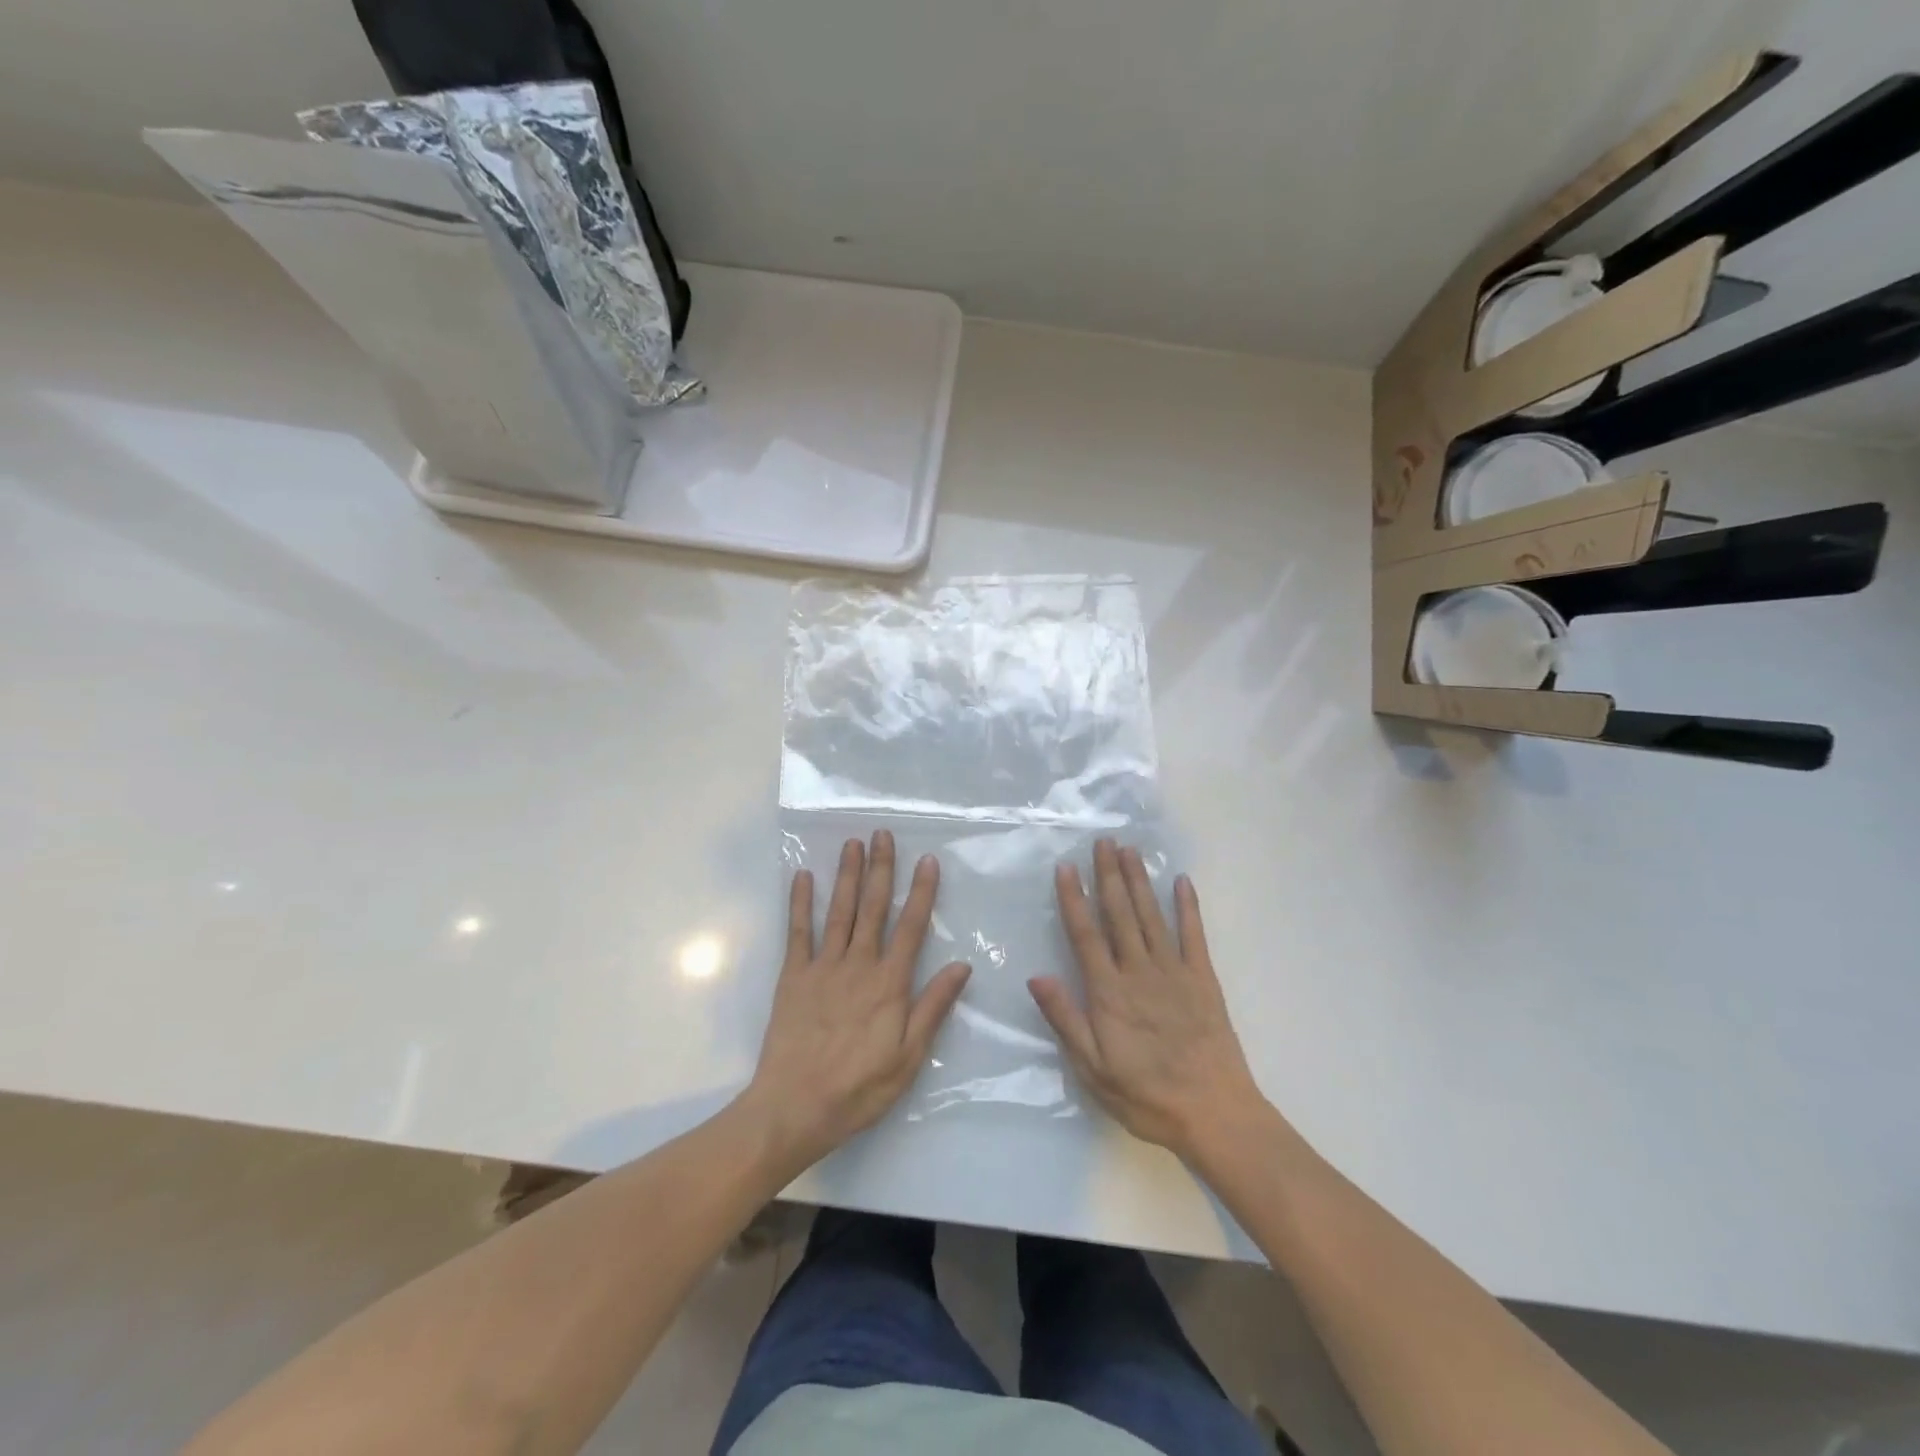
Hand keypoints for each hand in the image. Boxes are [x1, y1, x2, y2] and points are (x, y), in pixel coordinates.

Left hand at [743, 830, 970, 1170]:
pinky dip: (800, 903)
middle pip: (872, 908)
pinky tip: (803, 877)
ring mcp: (823, 967)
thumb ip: (933, 1007)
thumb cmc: (859, 1088)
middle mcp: (858, 965)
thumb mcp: (909, 1057)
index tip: (927, 860)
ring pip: (839, 911)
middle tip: (882, 834)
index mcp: (889, 984)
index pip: (911, 927)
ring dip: (846, 875)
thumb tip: (961, 966)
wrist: (793, 1108)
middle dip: (880, 869)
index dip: (921, 892)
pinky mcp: (793, 977)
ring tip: (852, 843)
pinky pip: (798, 932)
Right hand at [1029, 840, 1267, 1159]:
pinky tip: (1181, 882)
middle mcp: (1139, 971)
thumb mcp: (1093, 1068)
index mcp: (1109, 992)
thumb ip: (1066, 1019)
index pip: (1085, 934)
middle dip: (1109, 875)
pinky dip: (1188, 907)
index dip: (1074, 898)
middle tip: (1103, 841)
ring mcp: (1174, 972)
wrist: (1215, 1113)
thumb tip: (1036, 976)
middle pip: (1120, 914)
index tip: (1066, 867)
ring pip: (1151, 916)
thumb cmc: (1146, 1095)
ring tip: (1130, 850)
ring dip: (1139, 881)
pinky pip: (1194, 935)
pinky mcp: (1204, 979)